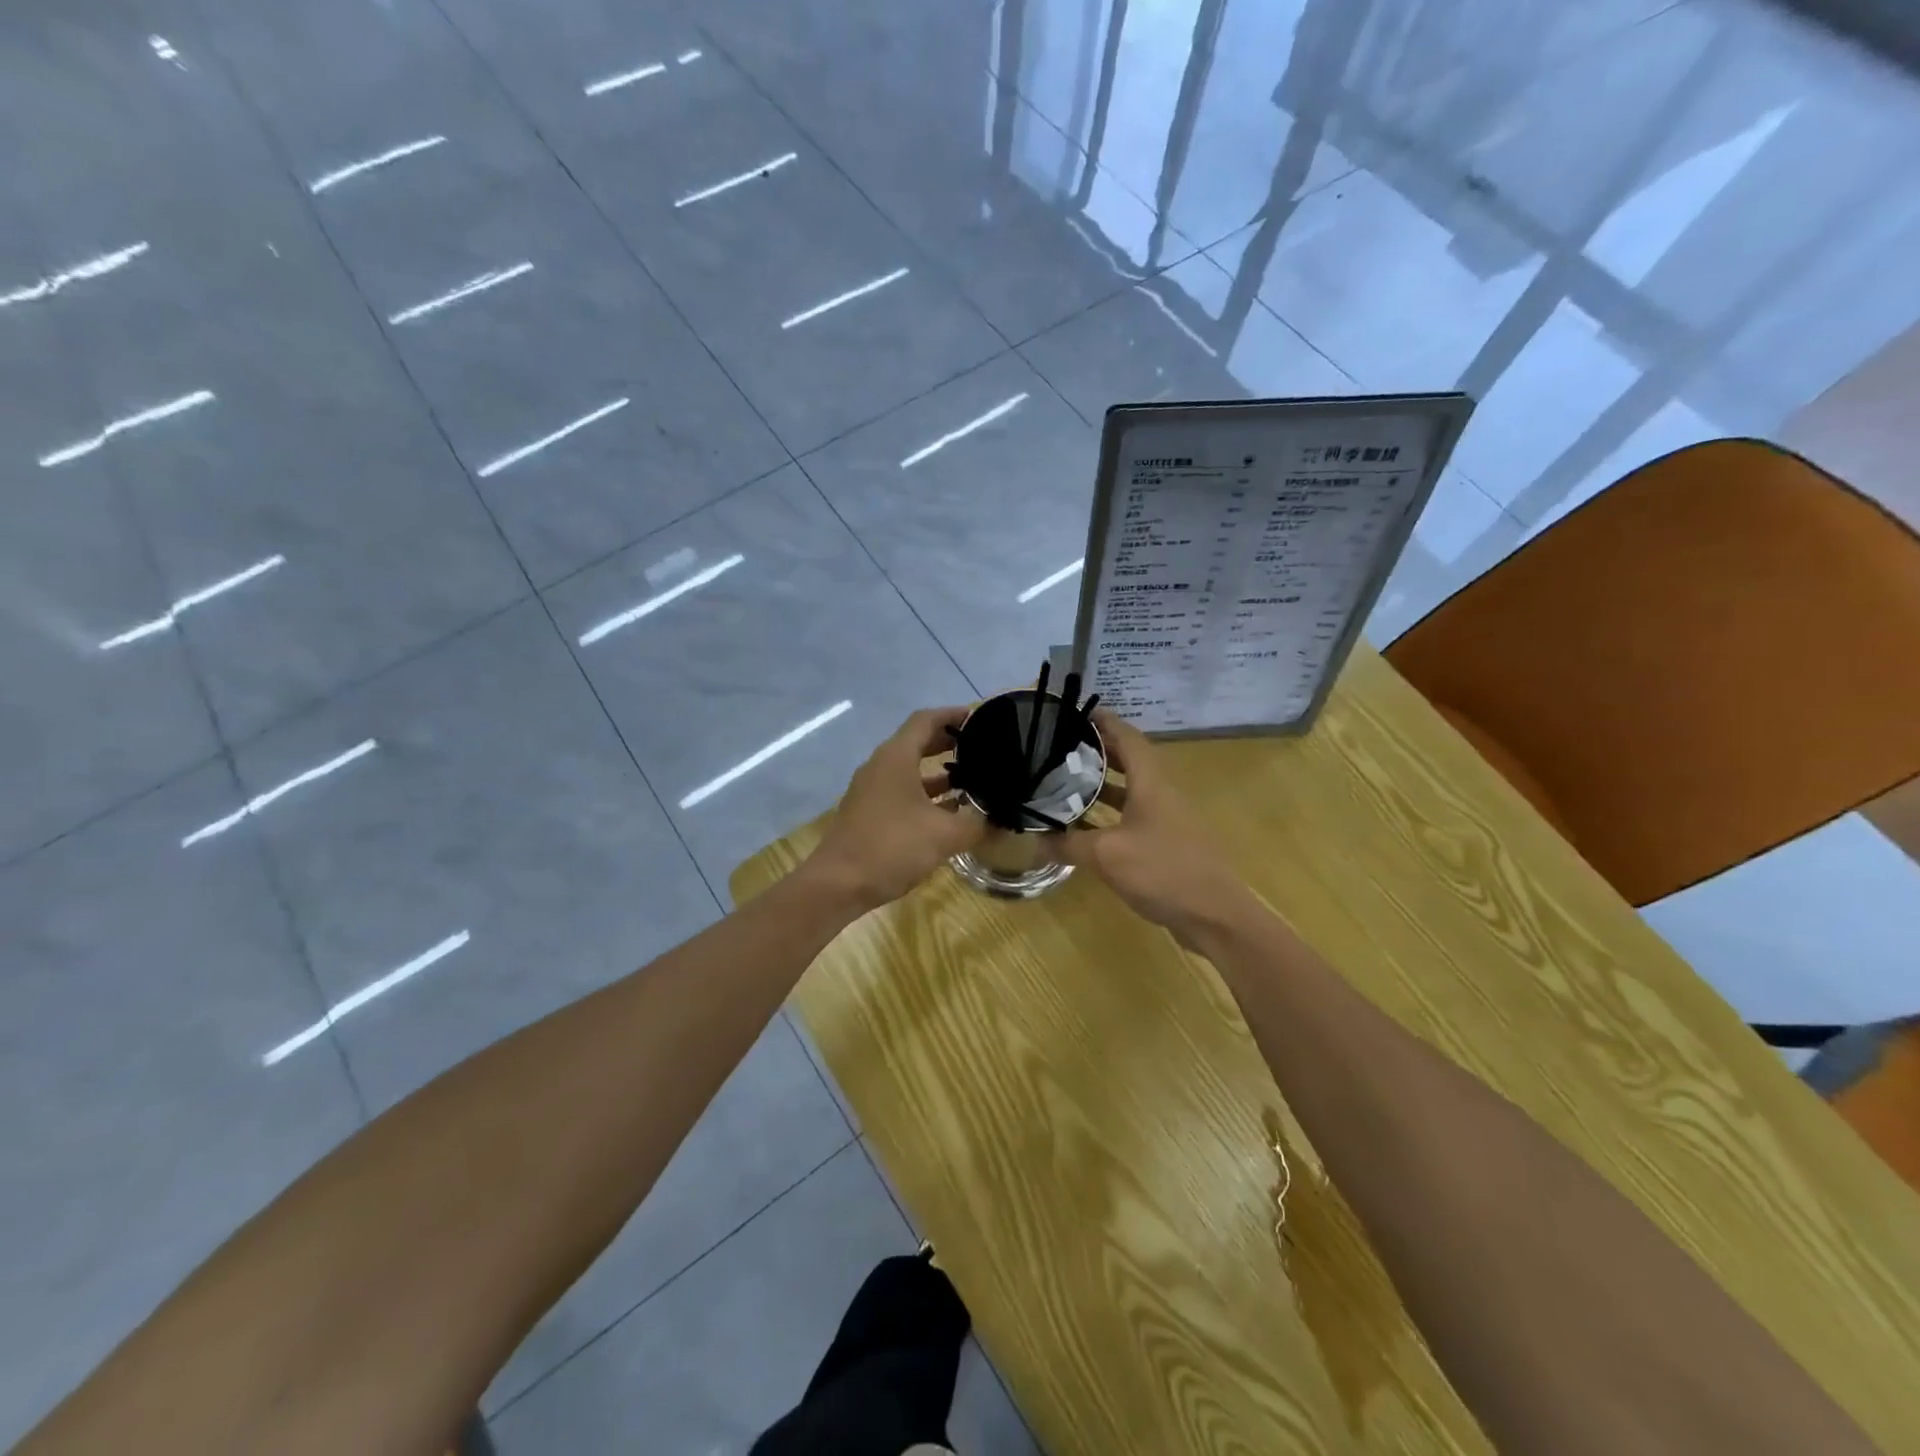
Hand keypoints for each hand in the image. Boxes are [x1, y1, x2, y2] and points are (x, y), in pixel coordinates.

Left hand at [806, 707, 986, 911]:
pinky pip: (902, 792)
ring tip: (973, 780)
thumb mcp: (944, 835)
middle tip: (981, 748)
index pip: (926, 720)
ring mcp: (871, 790)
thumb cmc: (892, 847)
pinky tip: (949, 812)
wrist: (838, 884)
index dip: (952, 715)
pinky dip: (926, 794)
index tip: (979, 717)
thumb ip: (977, 824)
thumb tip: (1002, 821)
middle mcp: (881, 766)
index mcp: (896, 757)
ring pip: (910, 770)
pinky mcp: (868, 813)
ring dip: (938, 772)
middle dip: (948, 743)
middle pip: (917, 742)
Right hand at [1043, 710, 1250, 941]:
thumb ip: (1068, 844)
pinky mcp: (1165, 844)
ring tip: (1064, 781)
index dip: (1103, 721)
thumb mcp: (1107, 855)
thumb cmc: (1163, 871)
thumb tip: (1033, 841)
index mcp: (1151, 783)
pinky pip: (1131, 817)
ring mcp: (1165, 820)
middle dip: (1097, 750)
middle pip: (1128, 760)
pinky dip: (1108, 815)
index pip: (1127, 737)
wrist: (1214, 915)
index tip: (1074, 713)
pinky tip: (1084, 828)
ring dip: (1101, 784)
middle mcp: (1160, 794)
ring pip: (1130, 791)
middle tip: (1061, 748)